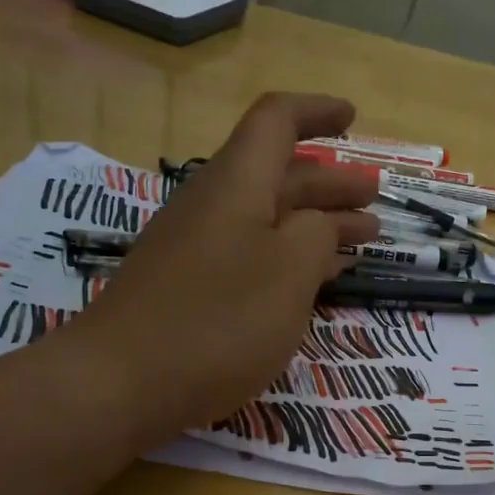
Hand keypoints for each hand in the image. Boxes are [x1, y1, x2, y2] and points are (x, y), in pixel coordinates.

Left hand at [67, 93, 378, 437]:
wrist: (120, 382)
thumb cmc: (217, 319)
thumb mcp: (290, 270)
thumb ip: (318, 234)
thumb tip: (319, 224)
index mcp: (237, 184)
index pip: (276, 122)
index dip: (317, 112)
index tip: (354, 119)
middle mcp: (214, 205)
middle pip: (279, 175)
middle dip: (331, 182)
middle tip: (374, 197)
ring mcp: (197, 248)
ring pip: (268, 219)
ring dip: (316, 222)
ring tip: (362, 238)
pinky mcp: (190, 287)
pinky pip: (251, 254)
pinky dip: (290, 258)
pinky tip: (313, 280)